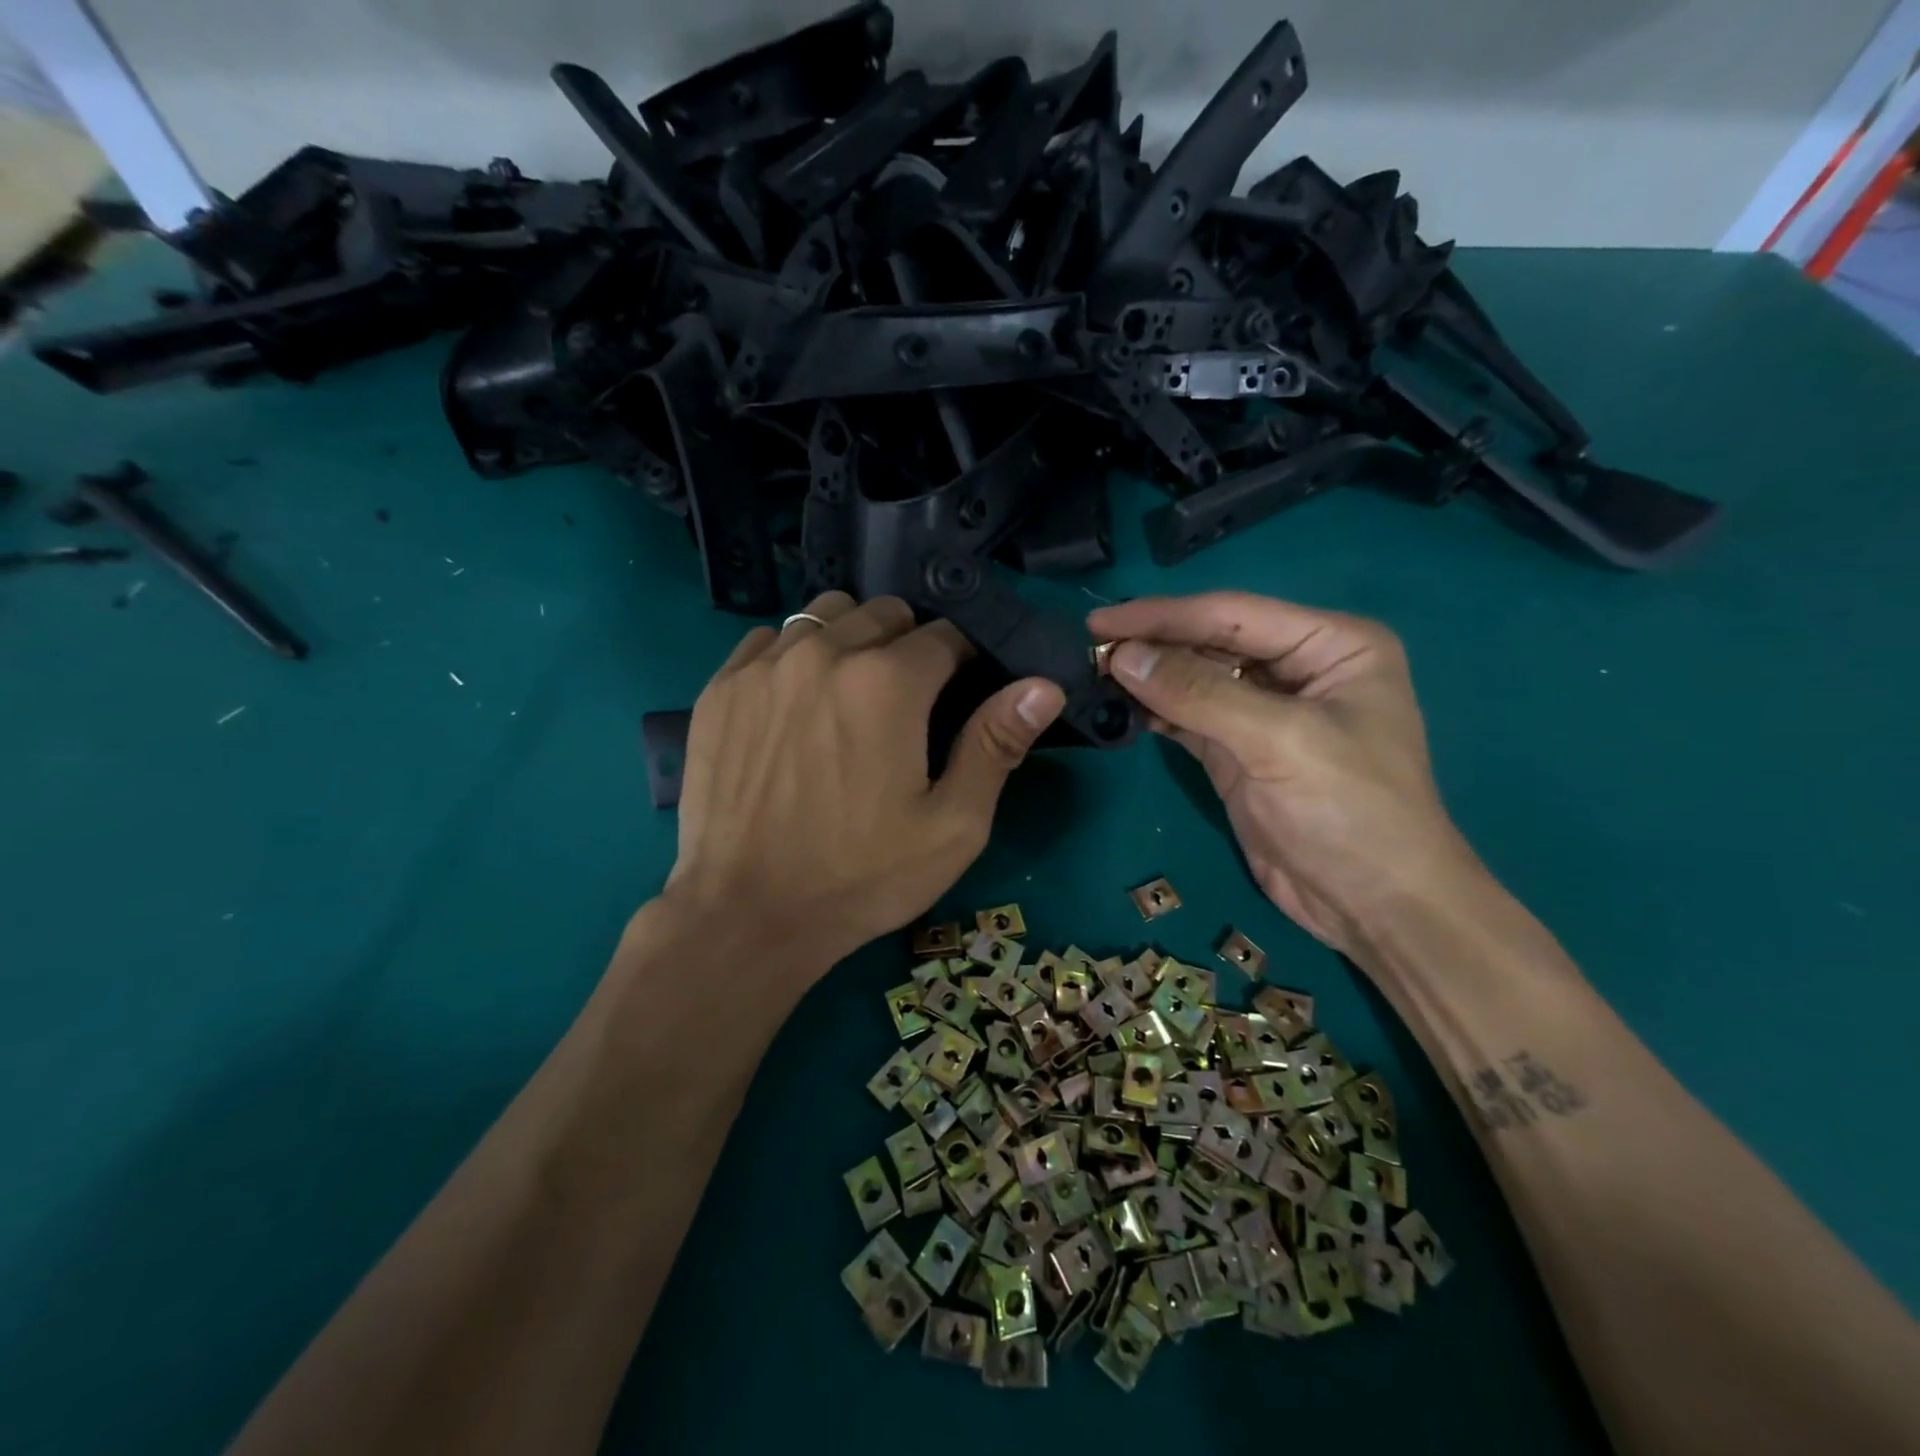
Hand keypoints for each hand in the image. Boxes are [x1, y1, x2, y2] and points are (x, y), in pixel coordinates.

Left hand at [661, 592, 1064, 990]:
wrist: (746, 915)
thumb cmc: (861, 877)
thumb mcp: (951, 826)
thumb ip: (996, 745)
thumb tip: (1044, 686)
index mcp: (888, 682)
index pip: (946, 634)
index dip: (963, 660)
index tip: (960, 692)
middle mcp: (824, 652)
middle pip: (885, 614)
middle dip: (908, 645)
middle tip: (906, 703)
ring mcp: (764, 666)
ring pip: (825, 615)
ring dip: (851, 640)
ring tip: (850, 695)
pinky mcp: (721, 688)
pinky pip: (769, 641)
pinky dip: (793, 656)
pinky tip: (793, 705)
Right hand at [1088, 592, 1478, 957]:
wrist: (1373, 904)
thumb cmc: (1350, 810)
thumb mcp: (1279, 742)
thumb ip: (1199, 694)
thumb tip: (1122, 656)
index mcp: (1330, 644)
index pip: (1232, 615)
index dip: (1163, 615)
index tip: (1100, 621)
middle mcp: (1297, 667)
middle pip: (1210, 642)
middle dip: (1152, 645)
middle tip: (1089, 649)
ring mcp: (1265, 710)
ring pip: (1194, 679)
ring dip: (1148, 678)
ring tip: (1093, 674)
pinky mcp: (1239, 749)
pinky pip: (1188, 717)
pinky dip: (1155, 712)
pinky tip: (1120, 707)